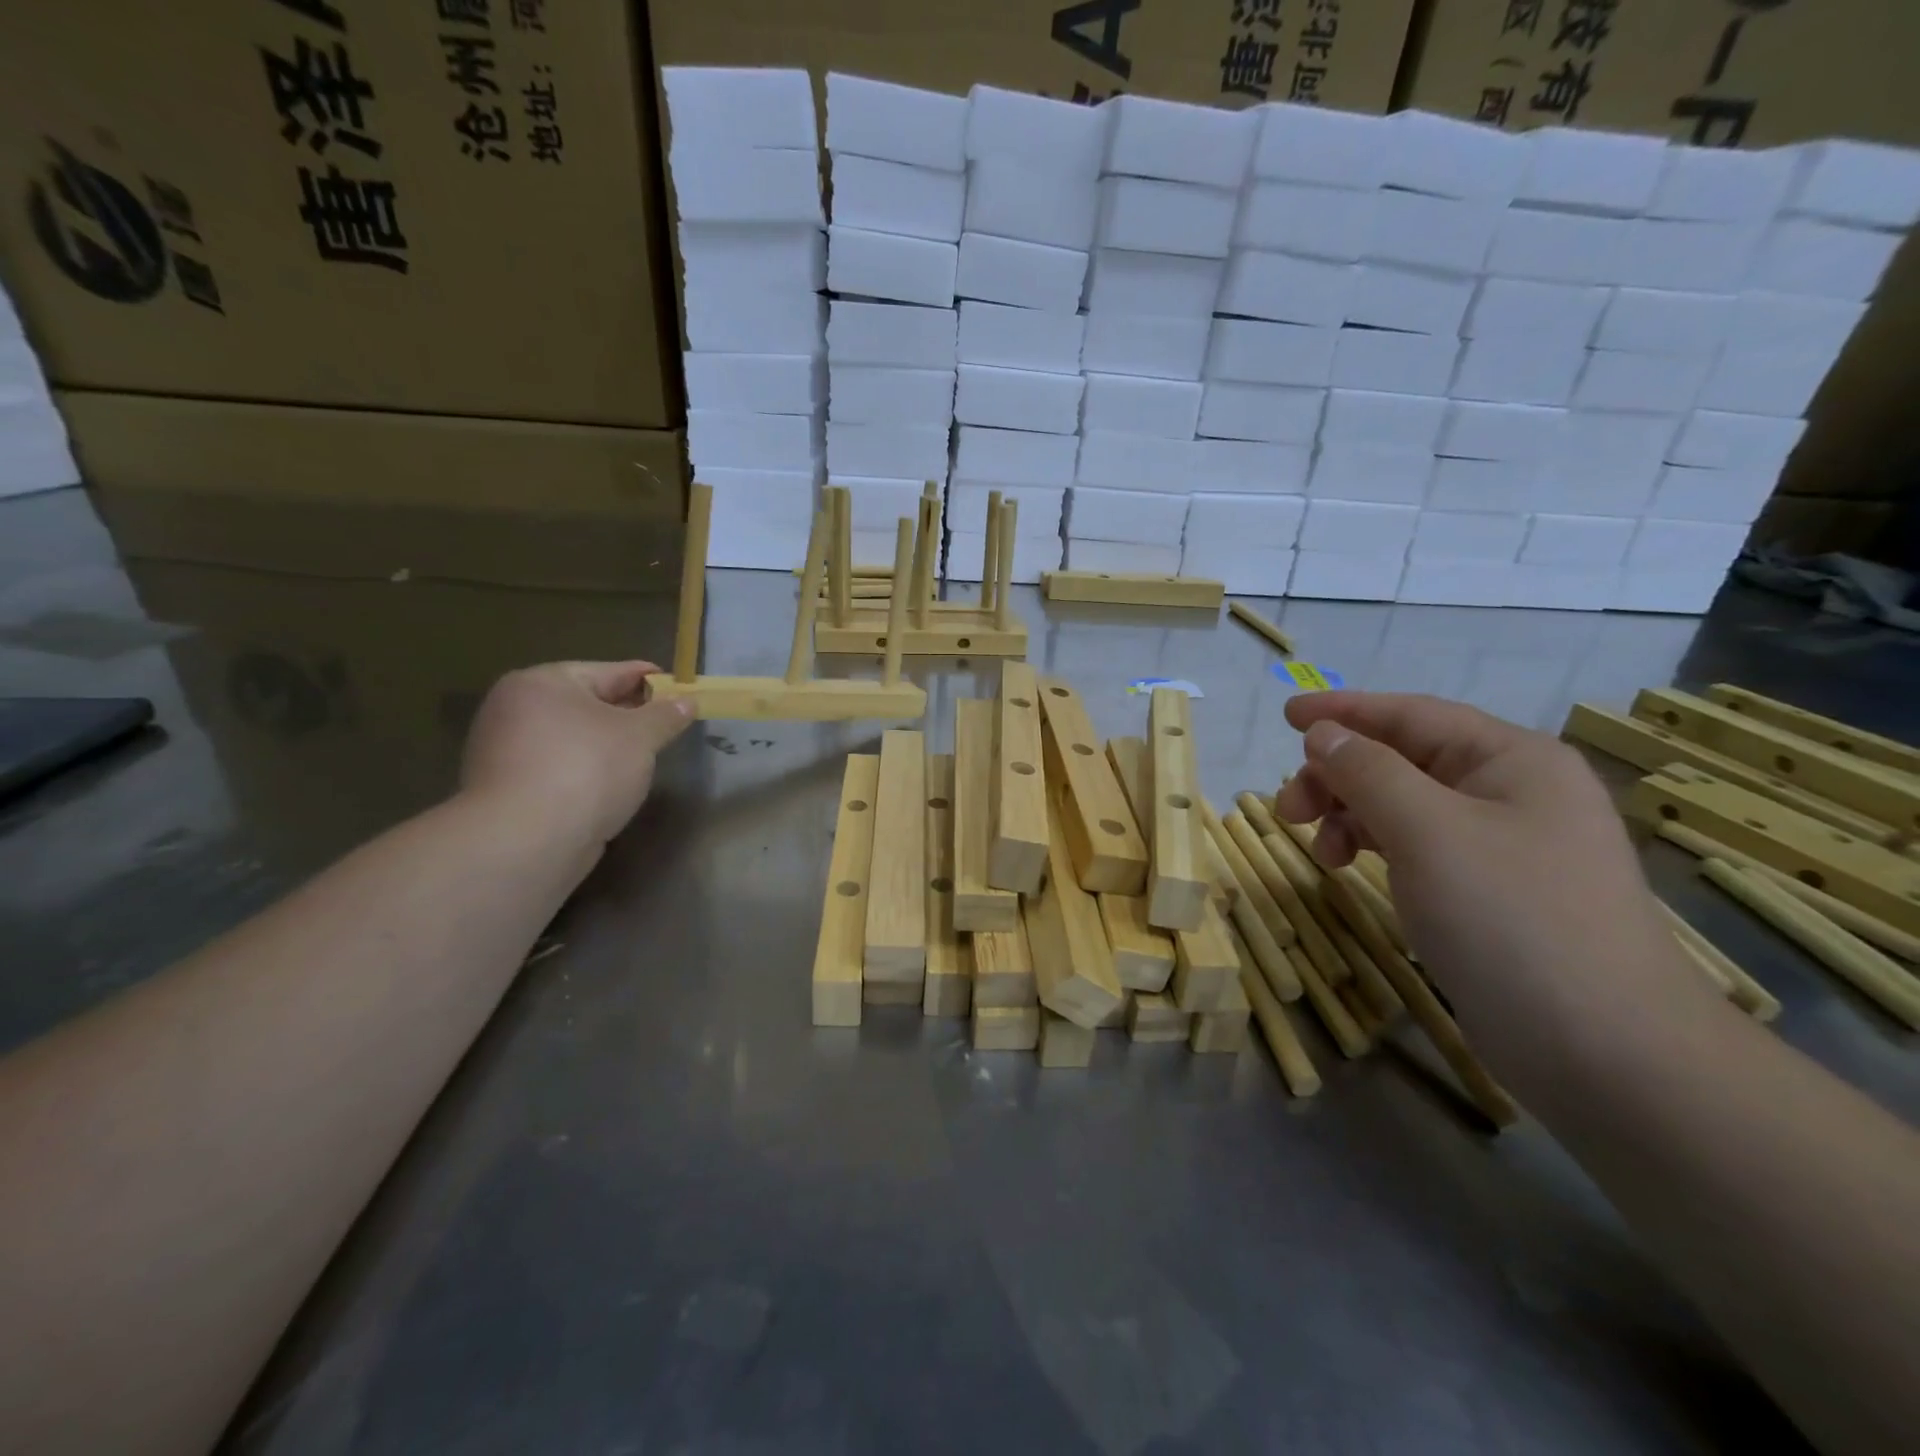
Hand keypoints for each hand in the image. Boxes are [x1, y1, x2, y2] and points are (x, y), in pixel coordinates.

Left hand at [460, 661, 692, 846]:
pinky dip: (587, 769)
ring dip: (607, 744)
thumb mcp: (640, 736)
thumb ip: (666, 715)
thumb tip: (687, 701)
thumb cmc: (587, 769)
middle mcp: (516, 707)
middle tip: (667, 723)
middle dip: (629, 713)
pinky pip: (560, 766)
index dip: (649, 679)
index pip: (609, 671)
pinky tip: (611, 784)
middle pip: (588, 703)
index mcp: (543, 682)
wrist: (528, 840)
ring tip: (645, 756)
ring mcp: (506, 749)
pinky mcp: (508, 787)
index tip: (679, 687)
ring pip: (574, 736)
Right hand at [1273, 691, 1697, 1041]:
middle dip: (1339, 775)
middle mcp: (1512, 791)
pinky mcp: (1491, 892)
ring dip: (1351, 815)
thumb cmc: (1512, 920)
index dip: (1345, 711)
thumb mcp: (1428, 832)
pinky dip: (1376, 848)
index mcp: (1513, 760)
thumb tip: (1324, 735)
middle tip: (1288, 808)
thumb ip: (1368, 772)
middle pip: (1404, 760)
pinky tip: (1350, 869)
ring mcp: (1504, 845)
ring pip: (1406, 805)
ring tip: (1318, 850)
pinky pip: (1418, 846)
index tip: (1286, 716)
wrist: (1606, 1053)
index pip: (1413, 715)